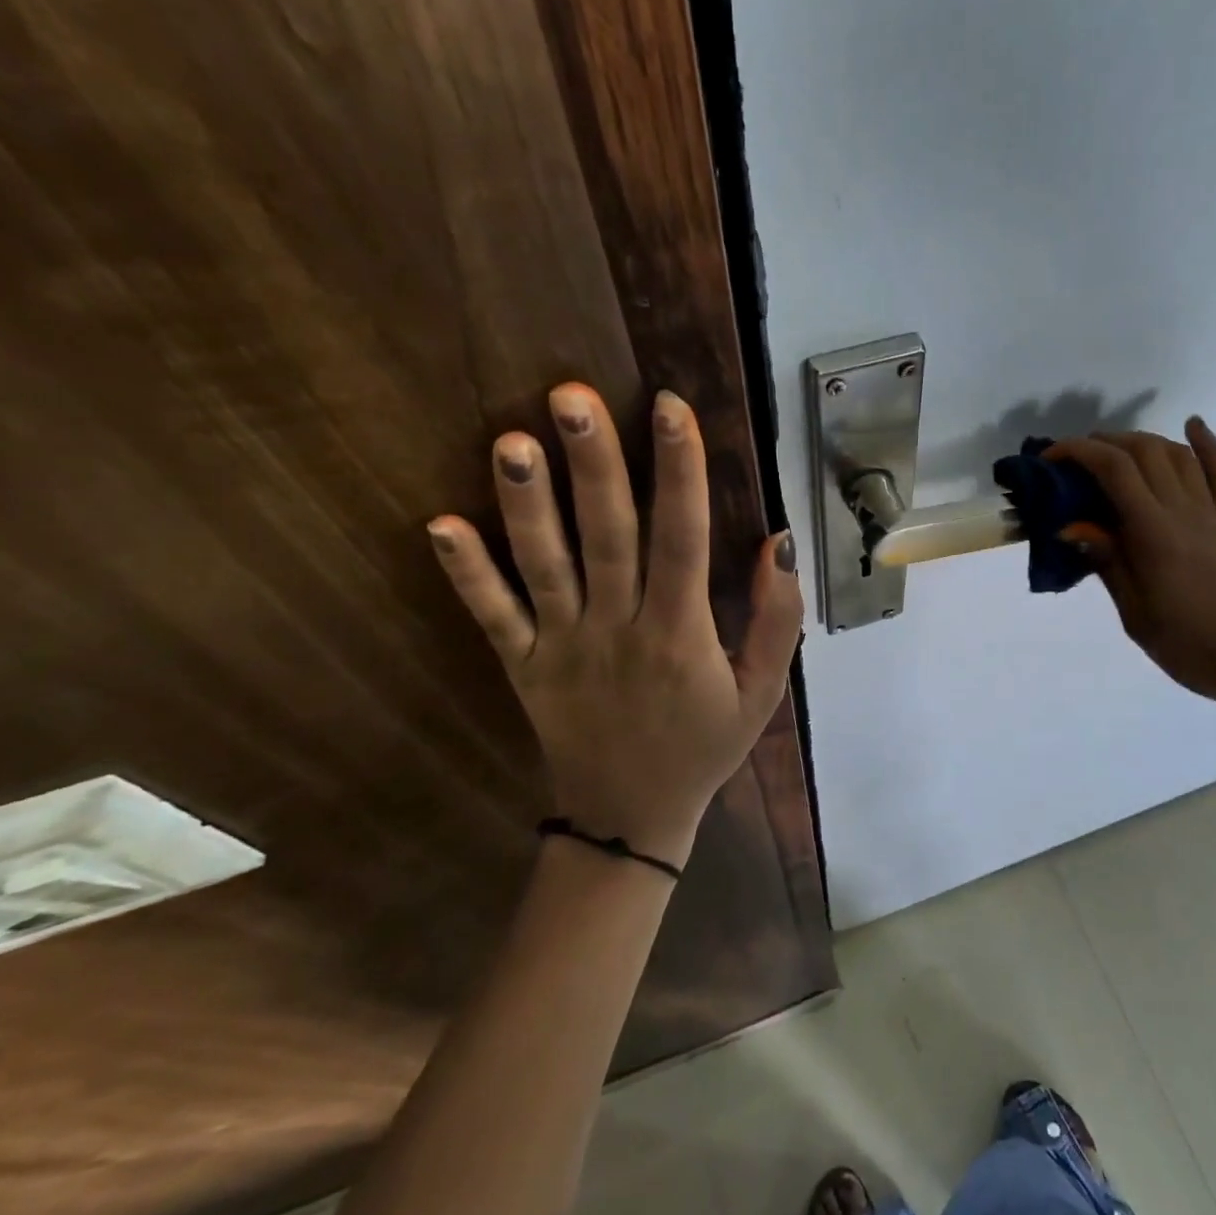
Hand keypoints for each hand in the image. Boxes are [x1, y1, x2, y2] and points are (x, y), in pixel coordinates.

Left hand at [426, 384, 803, 869]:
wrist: (631, 818)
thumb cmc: (704, 745)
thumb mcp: (763, 690)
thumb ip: (777, 617)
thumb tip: (777, 541)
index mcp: (681, 633)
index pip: (683, 538)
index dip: (680, 470)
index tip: (670, 407)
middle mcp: (618, 629)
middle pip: (607, 536)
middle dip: (593, 463)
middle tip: (571, 396)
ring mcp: (562, 647)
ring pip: (543, 566)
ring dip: (525, 504)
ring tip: (509, 441)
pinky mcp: (522, 666)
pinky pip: (492, 617)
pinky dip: (466, 573)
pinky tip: (438, 525)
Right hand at [1047, 418, 1215, 715]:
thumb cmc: (1195, 647)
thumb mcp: (1136, 614)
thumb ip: (1107, 563)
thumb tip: (1071, 527)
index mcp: (1154, 533)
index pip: (1114, 470)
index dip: (1078, 453)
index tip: (1049, 459)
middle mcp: (1184, 511)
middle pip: (1144, 452)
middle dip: (1103, 443)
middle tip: (1071, 461)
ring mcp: (1213, 515)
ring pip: (1177, 456)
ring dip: (1141, 442)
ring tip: (1112, 452)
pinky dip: (1207, 445)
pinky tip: (1193, 426)